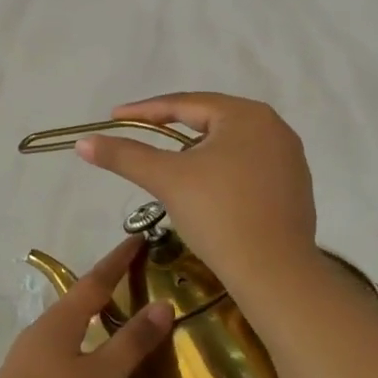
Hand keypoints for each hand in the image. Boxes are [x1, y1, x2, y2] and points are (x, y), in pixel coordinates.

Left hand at [0, 238, 171, 377]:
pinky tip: (103, 370)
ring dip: (100, 320)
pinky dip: (90, 348)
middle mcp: (43, 330)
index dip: (118, 260)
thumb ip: (131, 343)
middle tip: (141, 278)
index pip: (95, 280)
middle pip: (81, 300)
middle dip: (110, 287)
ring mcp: (32, 356)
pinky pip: (68, 352)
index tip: (138, 238)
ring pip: (74, 328)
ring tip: (128, 322)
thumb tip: (162, 304)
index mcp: (59, 321)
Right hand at [76, 92, 318, 286]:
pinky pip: (246, 165)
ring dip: (195, 149)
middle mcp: (274, 127)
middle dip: (171, 127)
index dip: (144, 110)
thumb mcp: (165, 179)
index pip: (184, 104)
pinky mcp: (294, 187)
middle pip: (209, 120)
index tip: (114, 117)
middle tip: (139, 132)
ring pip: (228, 144)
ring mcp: (289, 158)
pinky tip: (204, 187)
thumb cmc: (219, 214)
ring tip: (168, 161)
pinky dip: (219, 169)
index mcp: (246, 115)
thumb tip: (83, 142)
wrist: (275, 274)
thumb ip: (123, 155)